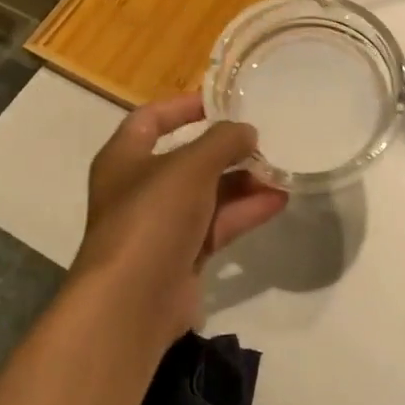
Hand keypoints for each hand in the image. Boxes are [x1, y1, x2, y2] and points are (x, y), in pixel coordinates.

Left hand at [72, 95, 287, 351]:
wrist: (133, 301)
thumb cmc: (152, 217)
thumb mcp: (190, 166)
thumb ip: (222, 141)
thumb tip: (246, 131)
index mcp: (124, 158)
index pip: (151, 119)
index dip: (183, 107)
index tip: (221, 102)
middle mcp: (139, 189)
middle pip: (187, 159)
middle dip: (225, 150)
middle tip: (263, 139)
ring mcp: (161, 225)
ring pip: (207, 194)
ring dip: (242, 181)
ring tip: (280, 169)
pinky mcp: (182, 256)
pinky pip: (217, 225)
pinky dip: (244, 212)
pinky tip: (278, 201)